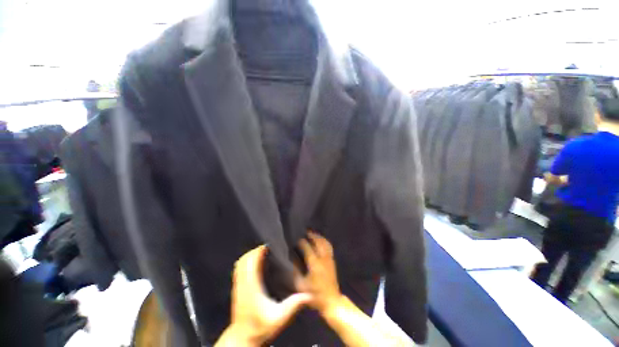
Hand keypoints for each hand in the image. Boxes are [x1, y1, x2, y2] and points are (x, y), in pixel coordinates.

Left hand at [217, 245, 310, 345]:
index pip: (251, 262)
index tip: (270, 245)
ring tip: (264, 252)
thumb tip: (309, 294)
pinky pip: (238, 269)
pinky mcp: (237, 288)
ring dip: (250, 254)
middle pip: (245, 259)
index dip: (259, 251)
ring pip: (240, 263)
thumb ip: (293, 305)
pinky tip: (256, 262)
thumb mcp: (279, 318)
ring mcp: (238, 285)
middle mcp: (243, 283)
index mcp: (252, 287)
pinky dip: (246, 261)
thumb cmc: (260, 327)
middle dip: (256, 250)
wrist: (242, 338)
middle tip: (269, 247)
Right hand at [297, 231, 343, 314]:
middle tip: (306, 232)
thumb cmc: (314, 295)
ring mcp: (329, 259)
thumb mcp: (300, 285)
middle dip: (312, 235)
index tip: (297, 239)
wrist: (331, 301)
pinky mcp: (332, 261)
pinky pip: (329, 247)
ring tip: (313, 234)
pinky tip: (321, 240)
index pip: (307, 248)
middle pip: (318, 242)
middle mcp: (323, 258)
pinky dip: (324, 241)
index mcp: (314, 264)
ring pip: (325, 243)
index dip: (302, 242)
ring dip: (319, 237)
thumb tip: (293, 260)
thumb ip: (295, 272)